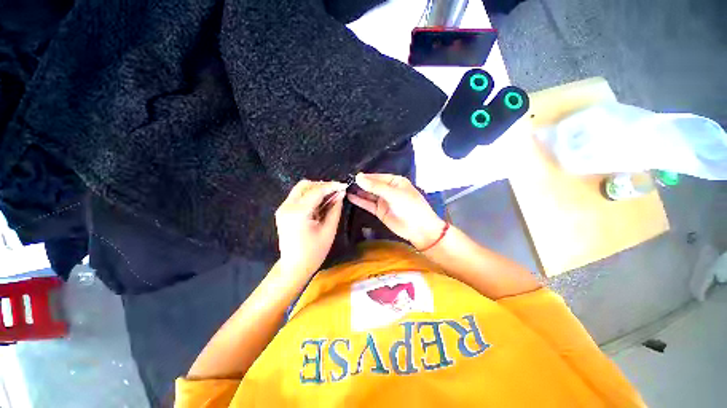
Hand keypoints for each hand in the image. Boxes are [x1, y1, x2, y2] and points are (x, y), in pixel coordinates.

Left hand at [275, 180, 346, 276]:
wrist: (293, 267)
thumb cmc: (314, 253)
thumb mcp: (329, 231)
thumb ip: (335, 210)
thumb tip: (340, 194)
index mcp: (298, 213)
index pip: (316, 191)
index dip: (331, 186)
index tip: (344, 186)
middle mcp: (287, 207)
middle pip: (305, 185)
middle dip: (322, 185)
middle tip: (336, 192)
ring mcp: (283, 208)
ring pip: (301, 188)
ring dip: (316, 190)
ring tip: (330, 198)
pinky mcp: (283, 211)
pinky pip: (298, 196)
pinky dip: (310, 195)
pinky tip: (320, 203)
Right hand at [347, 173, 446, 249]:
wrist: (419, 229)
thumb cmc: (410, 207)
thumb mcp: (393, 194)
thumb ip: (375, 186)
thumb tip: (358, 177)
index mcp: (395, 181)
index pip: (377, 176)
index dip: (365, 177)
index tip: (351, 176)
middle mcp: (388, 189)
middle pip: (372, 185)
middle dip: (360, 184)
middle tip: (345, 182)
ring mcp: (384, 201)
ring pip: (369, 194)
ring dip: (359, 192)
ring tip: (344, 189)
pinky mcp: (380, 211)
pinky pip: (368, 204)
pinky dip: (360, 201)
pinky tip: (350, 197)